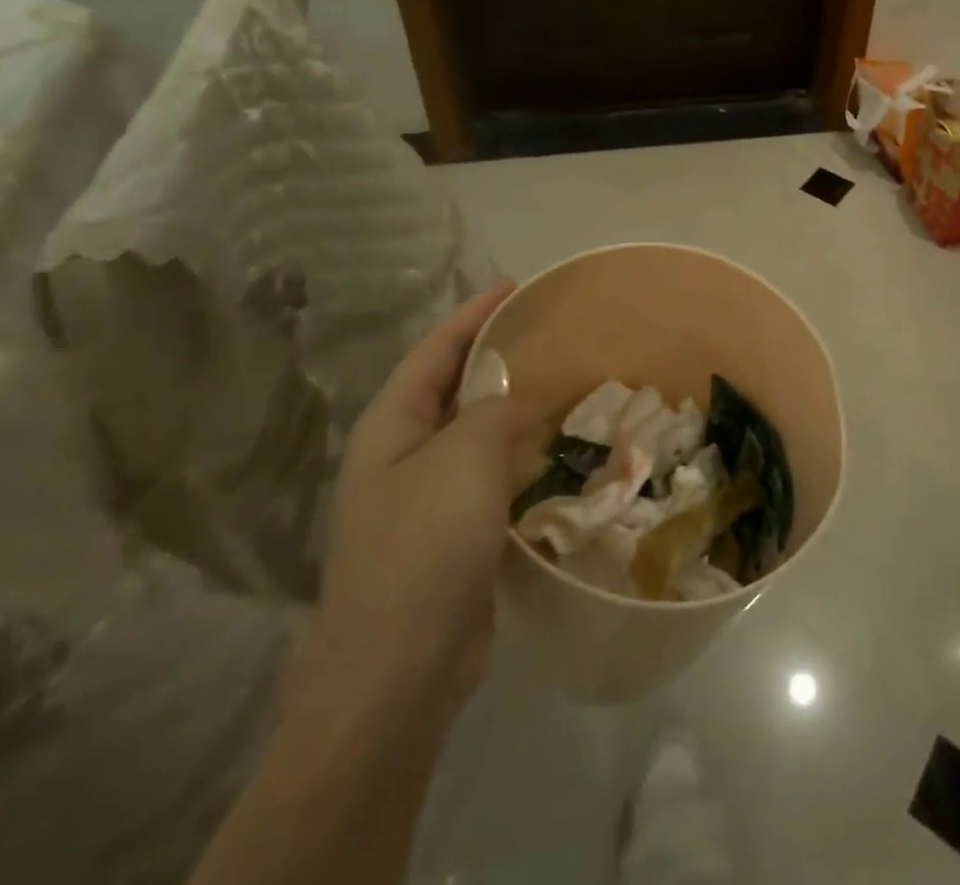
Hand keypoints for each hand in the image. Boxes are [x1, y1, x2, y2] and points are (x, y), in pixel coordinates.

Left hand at [286, 281, 545, 733]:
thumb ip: (492, 410)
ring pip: (478, 437)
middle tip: (552, 335)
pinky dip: (523, 460)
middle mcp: (404, 455)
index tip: (516, 286)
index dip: (474, 315)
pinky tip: (560, 454)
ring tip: (567, 386)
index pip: (436, 352)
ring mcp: (428, 500)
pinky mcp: (455, 537)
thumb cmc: (424, 547)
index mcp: (392, 426)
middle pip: (455, 390)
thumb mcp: (463, 459)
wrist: (399, 672)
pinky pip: (493, 479)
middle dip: (498, 360)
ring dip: (516, 412)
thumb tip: (509, 395)